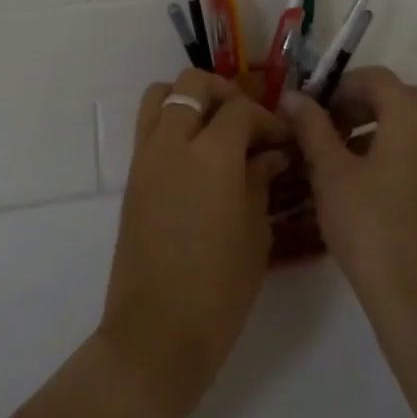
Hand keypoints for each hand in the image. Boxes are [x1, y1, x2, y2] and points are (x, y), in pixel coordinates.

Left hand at [94, 69, 290, 417]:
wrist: (156, 333)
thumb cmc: (219, 290)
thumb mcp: (254, 233)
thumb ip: (259, 182)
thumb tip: (268, 155)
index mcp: (212, 157)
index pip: (240, 109)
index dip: (267, 119)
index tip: (284, 140)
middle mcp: (173, 144)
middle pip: (192, 84)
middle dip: (225, 93)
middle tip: (247, 123)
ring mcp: (146, 158)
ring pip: (160, 95)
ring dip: (190, 100)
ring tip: (216, 129)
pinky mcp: (132, 177)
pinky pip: (148, 126)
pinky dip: (172, 122)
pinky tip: (197, 156)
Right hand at [281, 67, 416, 325]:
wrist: (413, 293)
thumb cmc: (367, 223)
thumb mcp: (330, 171)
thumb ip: (312, 126)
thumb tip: (293, 97)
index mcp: (412, 116)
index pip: (376, 78)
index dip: (340, 85)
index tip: (312, 108)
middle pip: (397, 97)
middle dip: (358, 104)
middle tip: (324, 126)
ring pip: (409, 123)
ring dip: (373, 125)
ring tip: (336, 153)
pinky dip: (390, 147)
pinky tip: (360, 178)